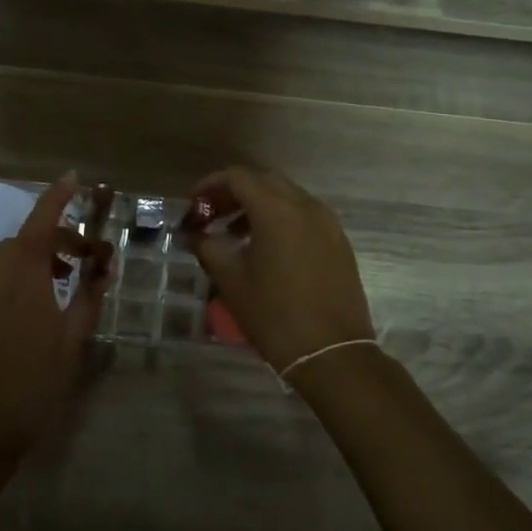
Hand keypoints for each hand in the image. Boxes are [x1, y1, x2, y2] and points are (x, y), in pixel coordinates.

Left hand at [0, 176, 112, 465]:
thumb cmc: (34, 383)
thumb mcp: (73, 340)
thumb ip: (90, 295)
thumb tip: (104, 264)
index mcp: (23, 272)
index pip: (43, 219)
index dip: (58, 196)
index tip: (74, 178)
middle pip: (26, 239)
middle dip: (58, 241)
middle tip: (86, 262)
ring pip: (4, 256)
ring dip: (32, 258)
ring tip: (57, 284)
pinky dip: (10, 273)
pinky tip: (25, 302)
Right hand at [183, 166, 374, 373]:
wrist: (332, 353)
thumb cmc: (275, 316)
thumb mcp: (232, 281)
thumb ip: (208, 247)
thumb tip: (194, 234)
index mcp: (277, 211)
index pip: (238, 177)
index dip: (210, 185)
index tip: (192, 205)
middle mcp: (306, 206)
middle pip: (264, 181)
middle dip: (233, 192)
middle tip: (210, 214)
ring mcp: (328, 223)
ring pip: (287, 196)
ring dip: (258, 205)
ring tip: (234, 232)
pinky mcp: (339, 241)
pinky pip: (305, 215)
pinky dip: (281, 218)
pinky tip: (266, 247)